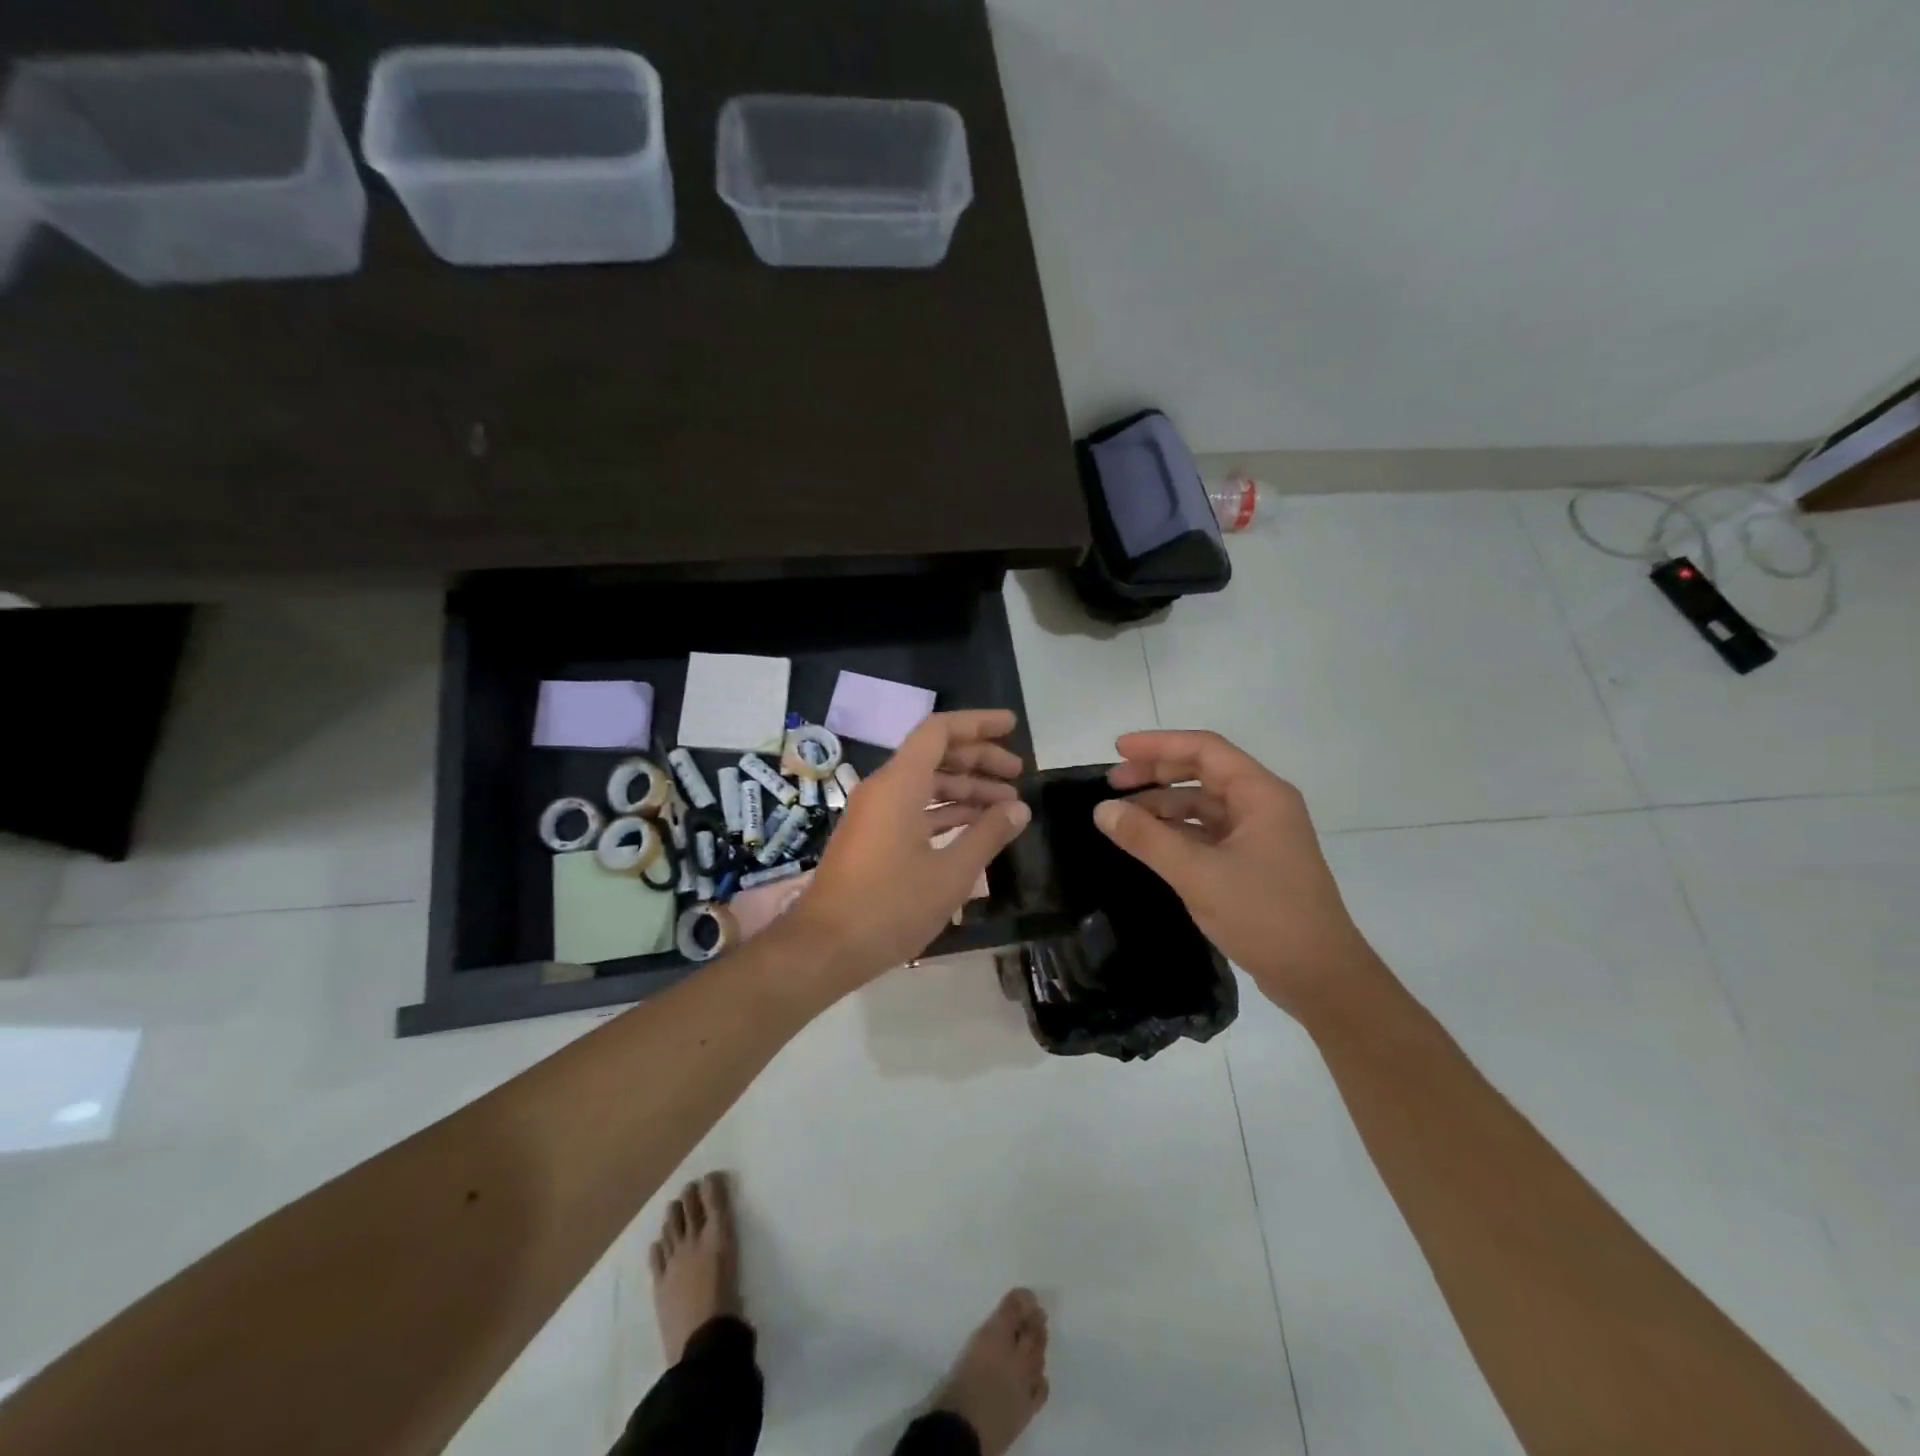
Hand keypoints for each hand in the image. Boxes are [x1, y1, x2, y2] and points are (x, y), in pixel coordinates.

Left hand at [788, 709, 1031, 985]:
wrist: (825, 948)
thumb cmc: (890, 906)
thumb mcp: (950, 873)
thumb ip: (988, 835)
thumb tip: (1019, 808)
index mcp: (899, 784)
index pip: (940, 731)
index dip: (978, 724)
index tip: (1012, 726)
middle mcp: (884, 789)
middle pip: (935, 756)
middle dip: (978, 760)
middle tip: (1017, 774)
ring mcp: (874, 813)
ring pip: (925, 785)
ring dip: (965, 790)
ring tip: (1006, 806)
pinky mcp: (872, 837)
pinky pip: (913, 808)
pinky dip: (945, 812)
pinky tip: (974, 827)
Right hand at [1093, 729, 1378, 1020]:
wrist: (1320, 977)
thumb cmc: (1264, 915)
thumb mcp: (1197, 874)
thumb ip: (1147, 838)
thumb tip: (1102, 809)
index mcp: (1261, 794)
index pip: (1205, 749)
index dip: (1158, 744)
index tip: (1117, 750)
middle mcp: (1263, 805)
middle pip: (1203, 772)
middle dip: (1156, 774)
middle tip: (1112, 784)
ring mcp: (1259, 835)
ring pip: (1203, 804)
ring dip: (1163, 805)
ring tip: (1121, 816)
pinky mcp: (1253, 862)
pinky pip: (1207, 833)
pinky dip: (1176, 832)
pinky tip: (1147, 843)